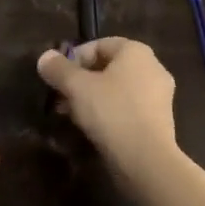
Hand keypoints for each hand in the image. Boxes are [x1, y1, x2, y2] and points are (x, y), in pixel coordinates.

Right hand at [36, 37, 178, 184]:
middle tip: (61, 96)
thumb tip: (45, 57)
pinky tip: (92, 127)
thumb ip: (58, 69)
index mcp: (136, 52)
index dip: (74, 58)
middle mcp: (153, 67)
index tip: (58, 77)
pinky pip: (128, 107)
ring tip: (71, 114)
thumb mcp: (76, 87)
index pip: (99, 45)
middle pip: (108, 67)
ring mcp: (159, 95)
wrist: (146, 160)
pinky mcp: (159, 120)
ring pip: (117, 89)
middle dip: (81, 81)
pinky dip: (109, 112)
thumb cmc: (112, 112)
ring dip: (92, 98)